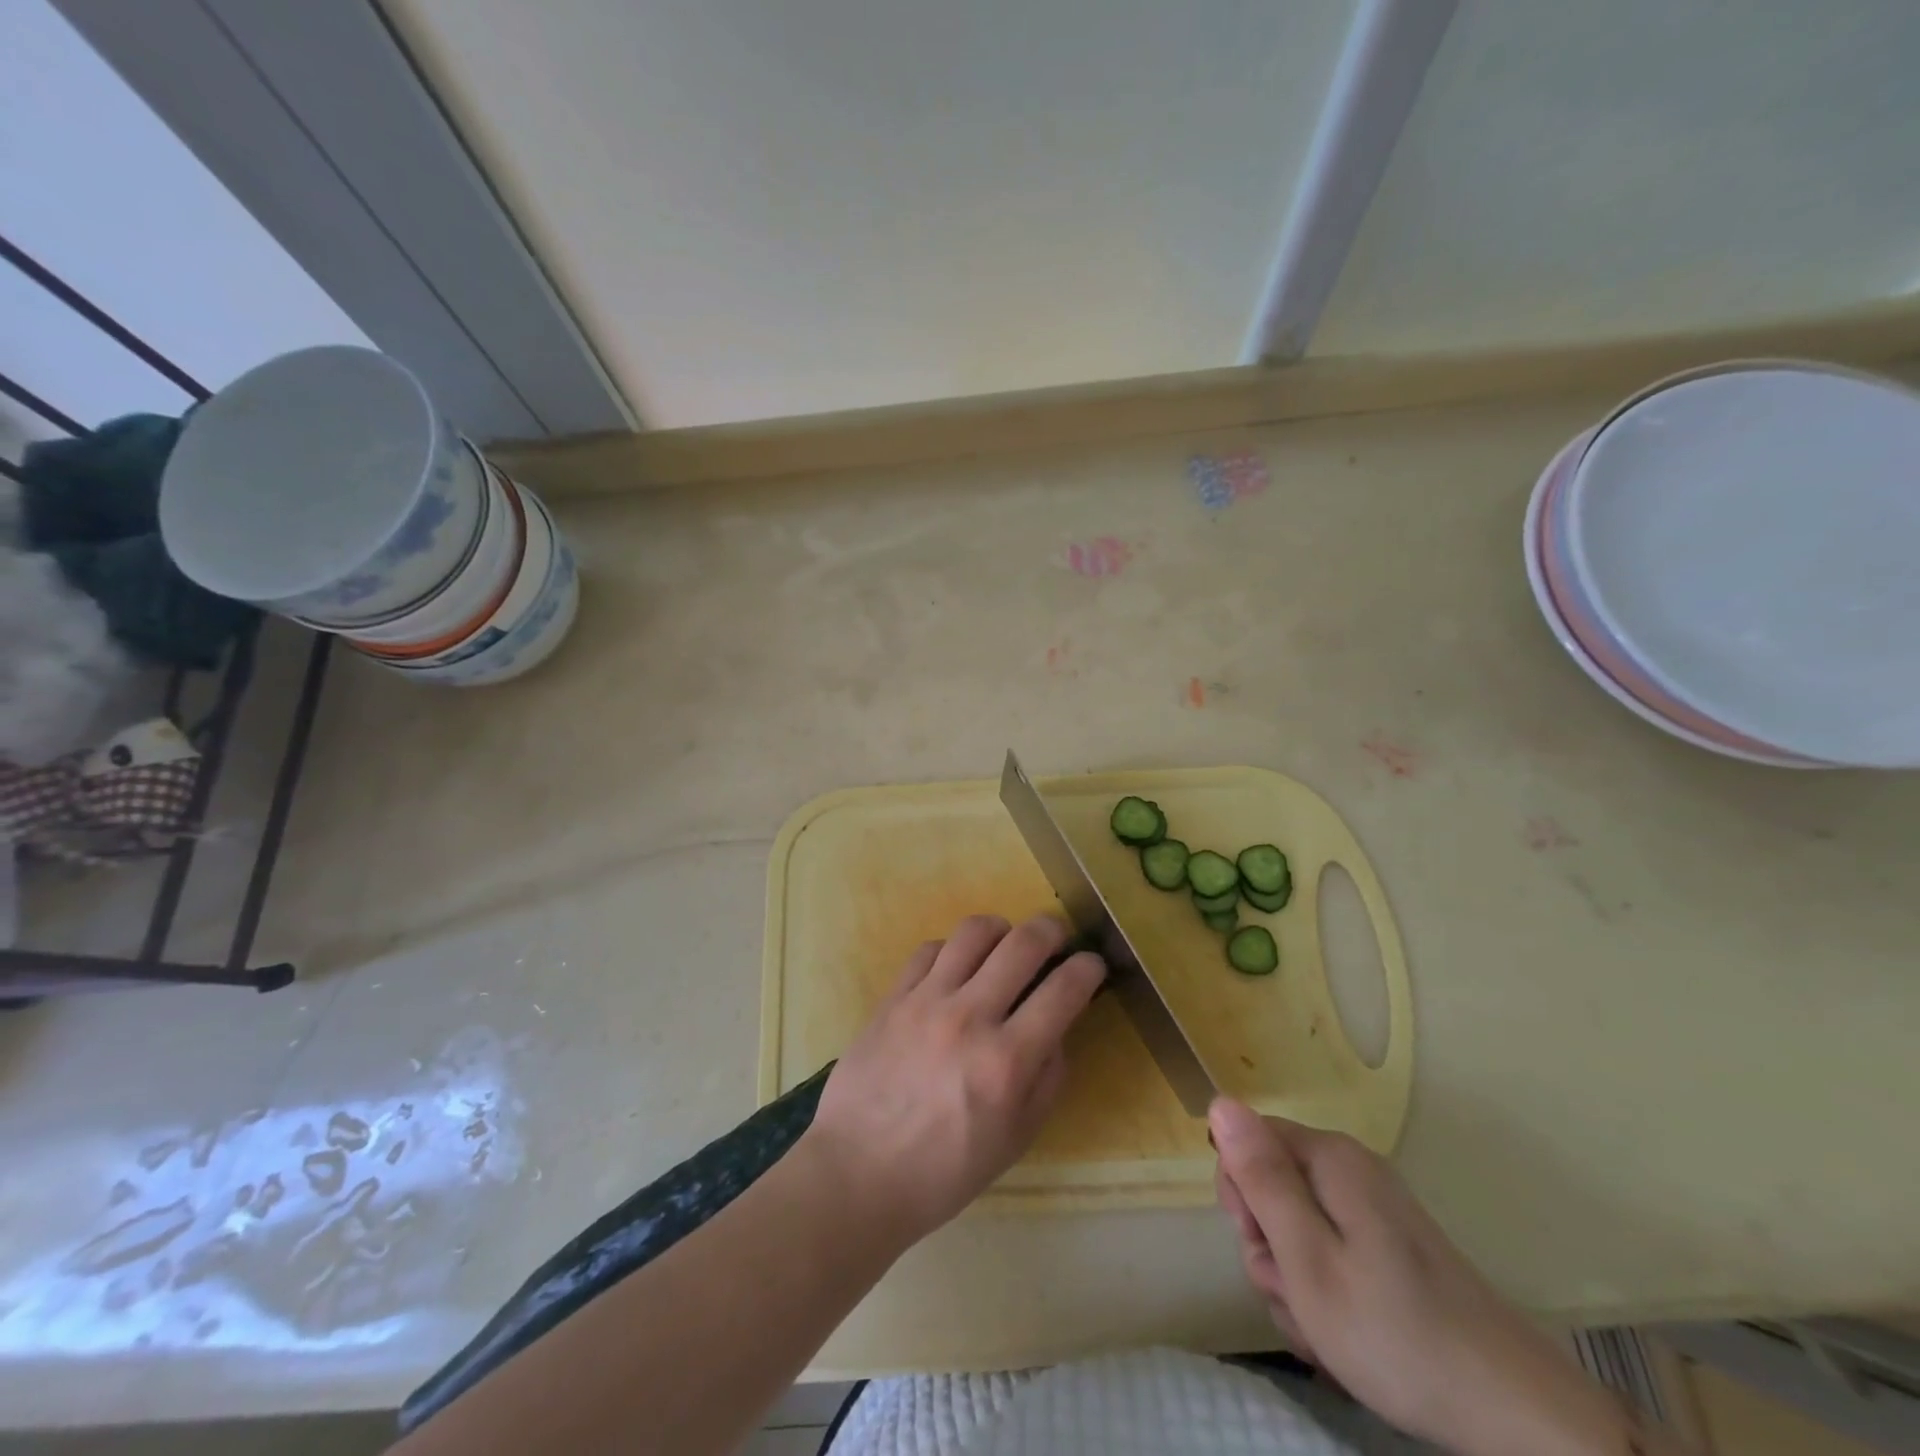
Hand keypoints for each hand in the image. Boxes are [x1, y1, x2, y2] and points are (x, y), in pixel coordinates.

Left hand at [804, 914, 1105, 1247]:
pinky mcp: (893, 996)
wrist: (858, 1173)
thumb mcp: (1016, 1140)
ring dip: (1002, 930)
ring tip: (1005, 945)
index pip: (1063, 991)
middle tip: (1056, 939)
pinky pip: (930, 948)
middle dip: (1052, 930)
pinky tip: (956, 968)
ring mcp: (926, 1001)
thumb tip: (1057, 1029)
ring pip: (974, 931)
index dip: (1088, 968)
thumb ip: (1047, 1079)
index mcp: (1007, 1061)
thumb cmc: (944, 1170)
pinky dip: (953, 950)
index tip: (1092, 964)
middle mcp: (970, 1018)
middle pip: (1023, 942)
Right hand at [1211, 1101, 1660, 1455]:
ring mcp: (1373, 1213)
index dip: (1241, 1195)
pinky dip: (1325, 1297)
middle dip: (1269, 1248)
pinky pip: (1330, 1257)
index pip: (1246, 1142)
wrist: (1513, 1413)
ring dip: (1295, 1283)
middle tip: (1296, 1294)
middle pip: (1271, 1189)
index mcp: (1329, 1158)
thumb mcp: (1306, 1256)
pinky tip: (1344, 1339)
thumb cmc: (1394, 1331)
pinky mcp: (1389, 1252)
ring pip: (1296, 1232)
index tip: (1263, 1245)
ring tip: (1324, 1331)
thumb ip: (1260, 1177)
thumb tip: (1221, 1101)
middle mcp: (1350, 1171)